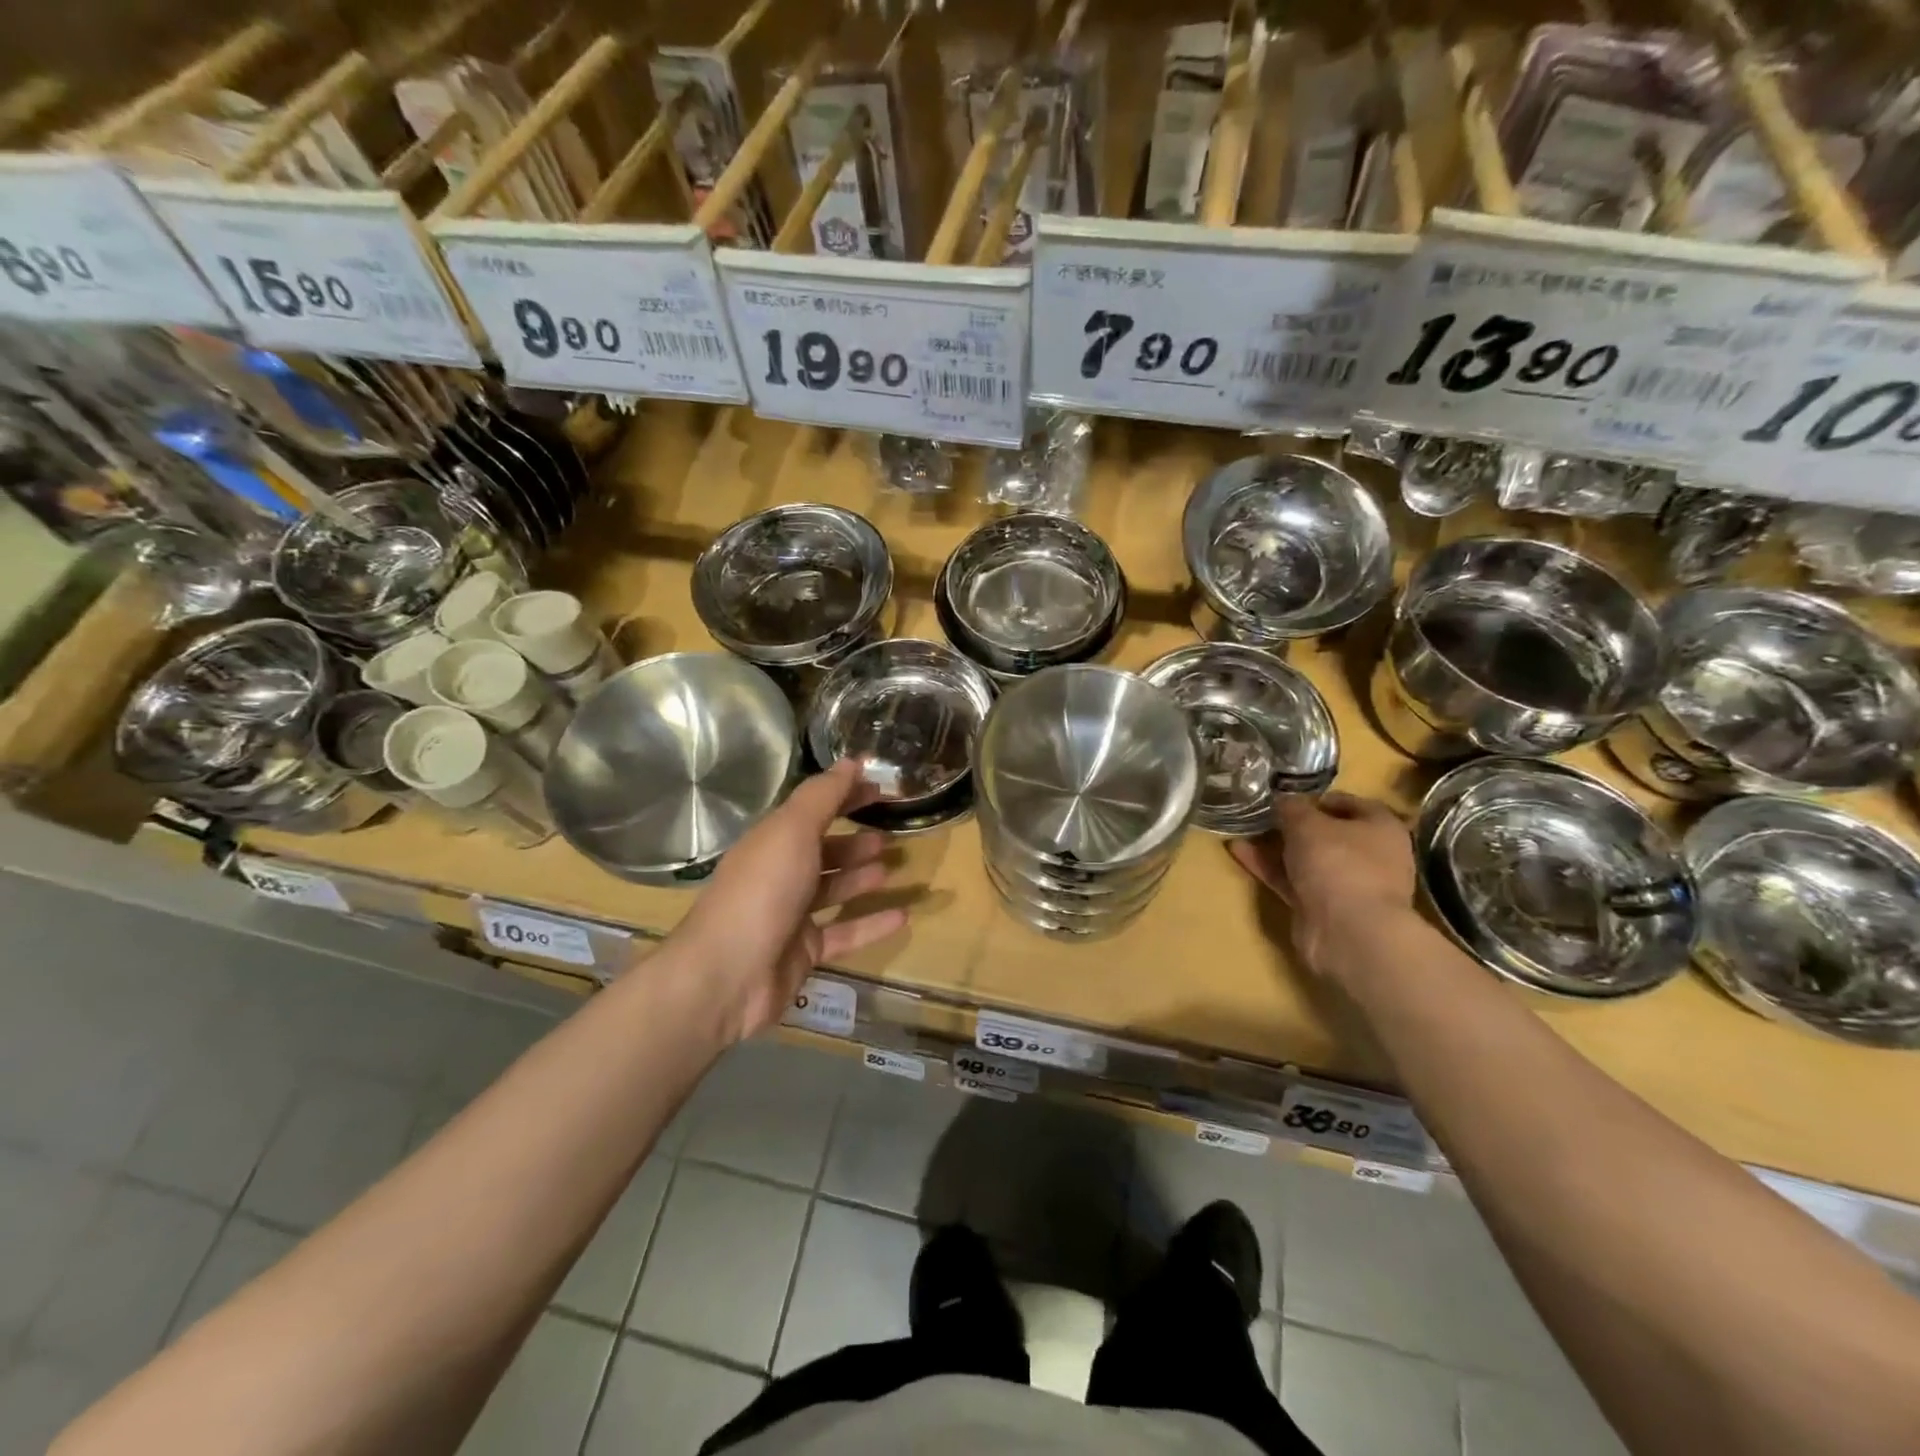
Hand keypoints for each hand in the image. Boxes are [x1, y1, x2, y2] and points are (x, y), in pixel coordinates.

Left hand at [674, 760, 908, 1042]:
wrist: (727, 975)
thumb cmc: (762, 890)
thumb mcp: (793, 830)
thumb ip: (823, 796)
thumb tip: (851, 762)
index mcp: (772, 841)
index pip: (813, 810)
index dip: (845, 797)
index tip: (879, 789)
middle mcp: (779, 874)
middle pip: (822, 851)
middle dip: (853, 841)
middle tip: (888, 836)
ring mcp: (790, 915)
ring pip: (833, 890)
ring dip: (861, 878)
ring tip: (892, 869)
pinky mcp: (803, 952)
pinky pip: (844, 933)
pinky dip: (871, 924)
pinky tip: (903, 916)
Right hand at [1228, 793, 1414, 981]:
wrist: (1348, 931)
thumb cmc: (1338, 862)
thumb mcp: (1307, 823)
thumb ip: (1291, 807)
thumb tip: (1283, 801)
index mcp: (1381, 828)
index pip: (1353, 804)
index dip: (1320, 798)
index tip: (1290, 797)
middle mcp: (1371, 856)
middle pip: (1329, 834)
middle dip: (1295, 825)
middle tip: (1264, 815)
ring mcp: (1348, 884)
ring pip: (1308, 859)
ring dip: (1277, 846)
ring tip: (1244, 831)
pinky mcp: (1324, 907)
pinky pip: (1293, 881)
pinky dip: (1270, 868)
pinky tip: (1240, 853)